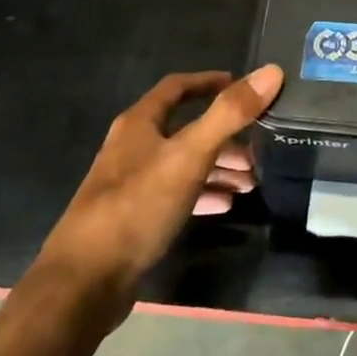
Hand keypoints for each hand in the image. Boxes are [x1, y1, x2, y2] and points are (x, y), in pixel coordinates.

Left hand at [37, 66, 282, 319]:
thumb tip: (271, 71)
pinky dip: (203, 194)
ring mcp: (131, 186)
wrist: (84, 284)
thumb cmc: (137, 207)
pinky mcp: (135, 220)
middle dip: (225, 136)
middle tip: (259, 148)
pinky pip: (177, 196)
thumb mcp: (189, 155)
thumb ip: (229, 114)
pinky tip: (226, 205)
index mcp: (139, 124)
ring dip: (218, 167)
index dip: (209, 82)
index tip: (243, 86)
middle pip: (185, 130)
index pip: (177, 87)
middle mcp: (133, 148)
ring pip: (184, 165)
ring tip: (251, 181)